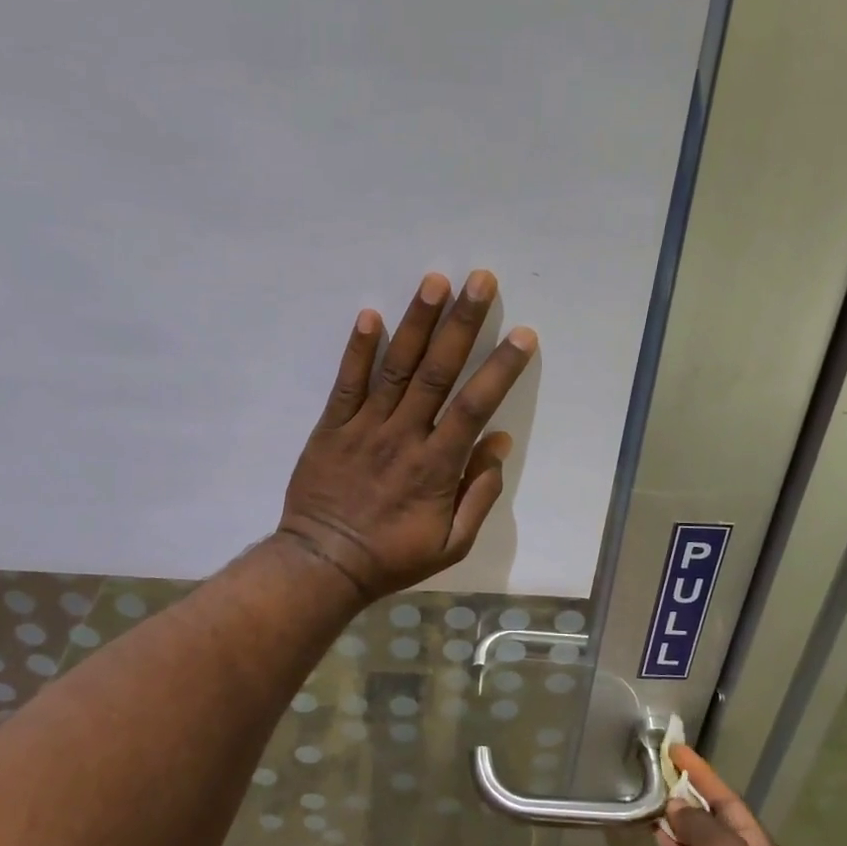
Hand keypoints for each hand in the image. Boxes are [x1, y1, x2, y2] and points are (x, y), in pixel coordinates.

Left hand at [277, 270, 535, 602]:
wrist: (323, 564)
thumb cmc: (391, 557)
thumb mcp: (451, 544)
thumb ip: (479, 494)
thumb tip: (499, 442)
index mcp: (437, 465)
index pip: (474, 406)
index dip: (500, 368)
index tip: (523, 334)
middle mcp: (403, 436)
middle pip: (438, 372)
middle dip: (462, 323)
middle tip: (480, 280)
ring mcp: (364, 427)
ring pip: (396, 368)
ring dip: (416, 323)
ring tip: (434, 281)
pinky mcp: (331, 427)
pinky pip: (346, 383)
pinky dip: (357, 350)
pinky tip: (369, 315)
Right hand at [655, 745, 795, 845]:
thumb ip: (699, 821)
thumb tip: (678, 807)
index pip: (730, 802)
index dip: (704, 775)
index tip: (678, 751)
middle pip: (711, 818)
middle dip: (688, 792)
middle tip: (660, 764)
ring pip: (691, 837)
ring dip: (673, 813)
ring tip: (649, 785)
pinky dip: (663, 837)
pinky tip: (649, 819)